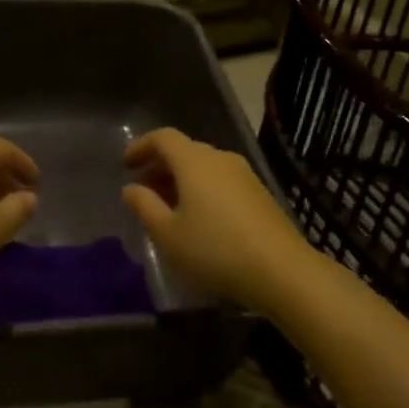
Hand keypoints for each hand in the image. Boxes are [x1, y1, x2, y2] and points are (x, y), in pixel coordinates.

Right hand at [122, 129, 306, 306]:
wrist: (282, 270)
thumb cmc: (215, 249)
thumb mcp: (168, 234)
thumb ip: (144, 206)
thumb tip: (131, 188)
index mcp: (194, 161)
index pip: (163, 137)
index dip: (141, 146)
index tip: (126, 165)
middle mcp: (220, 158)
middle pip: (184, 150)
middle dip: (160, 166)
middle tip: (143, 191)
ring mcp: (244, 174)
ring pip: (204, 166)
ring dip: (181, 180)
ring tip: (168, 208)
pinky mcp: (259, 193)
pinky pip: (221, 180)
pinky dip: (202, 189)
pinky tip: (199, 218)